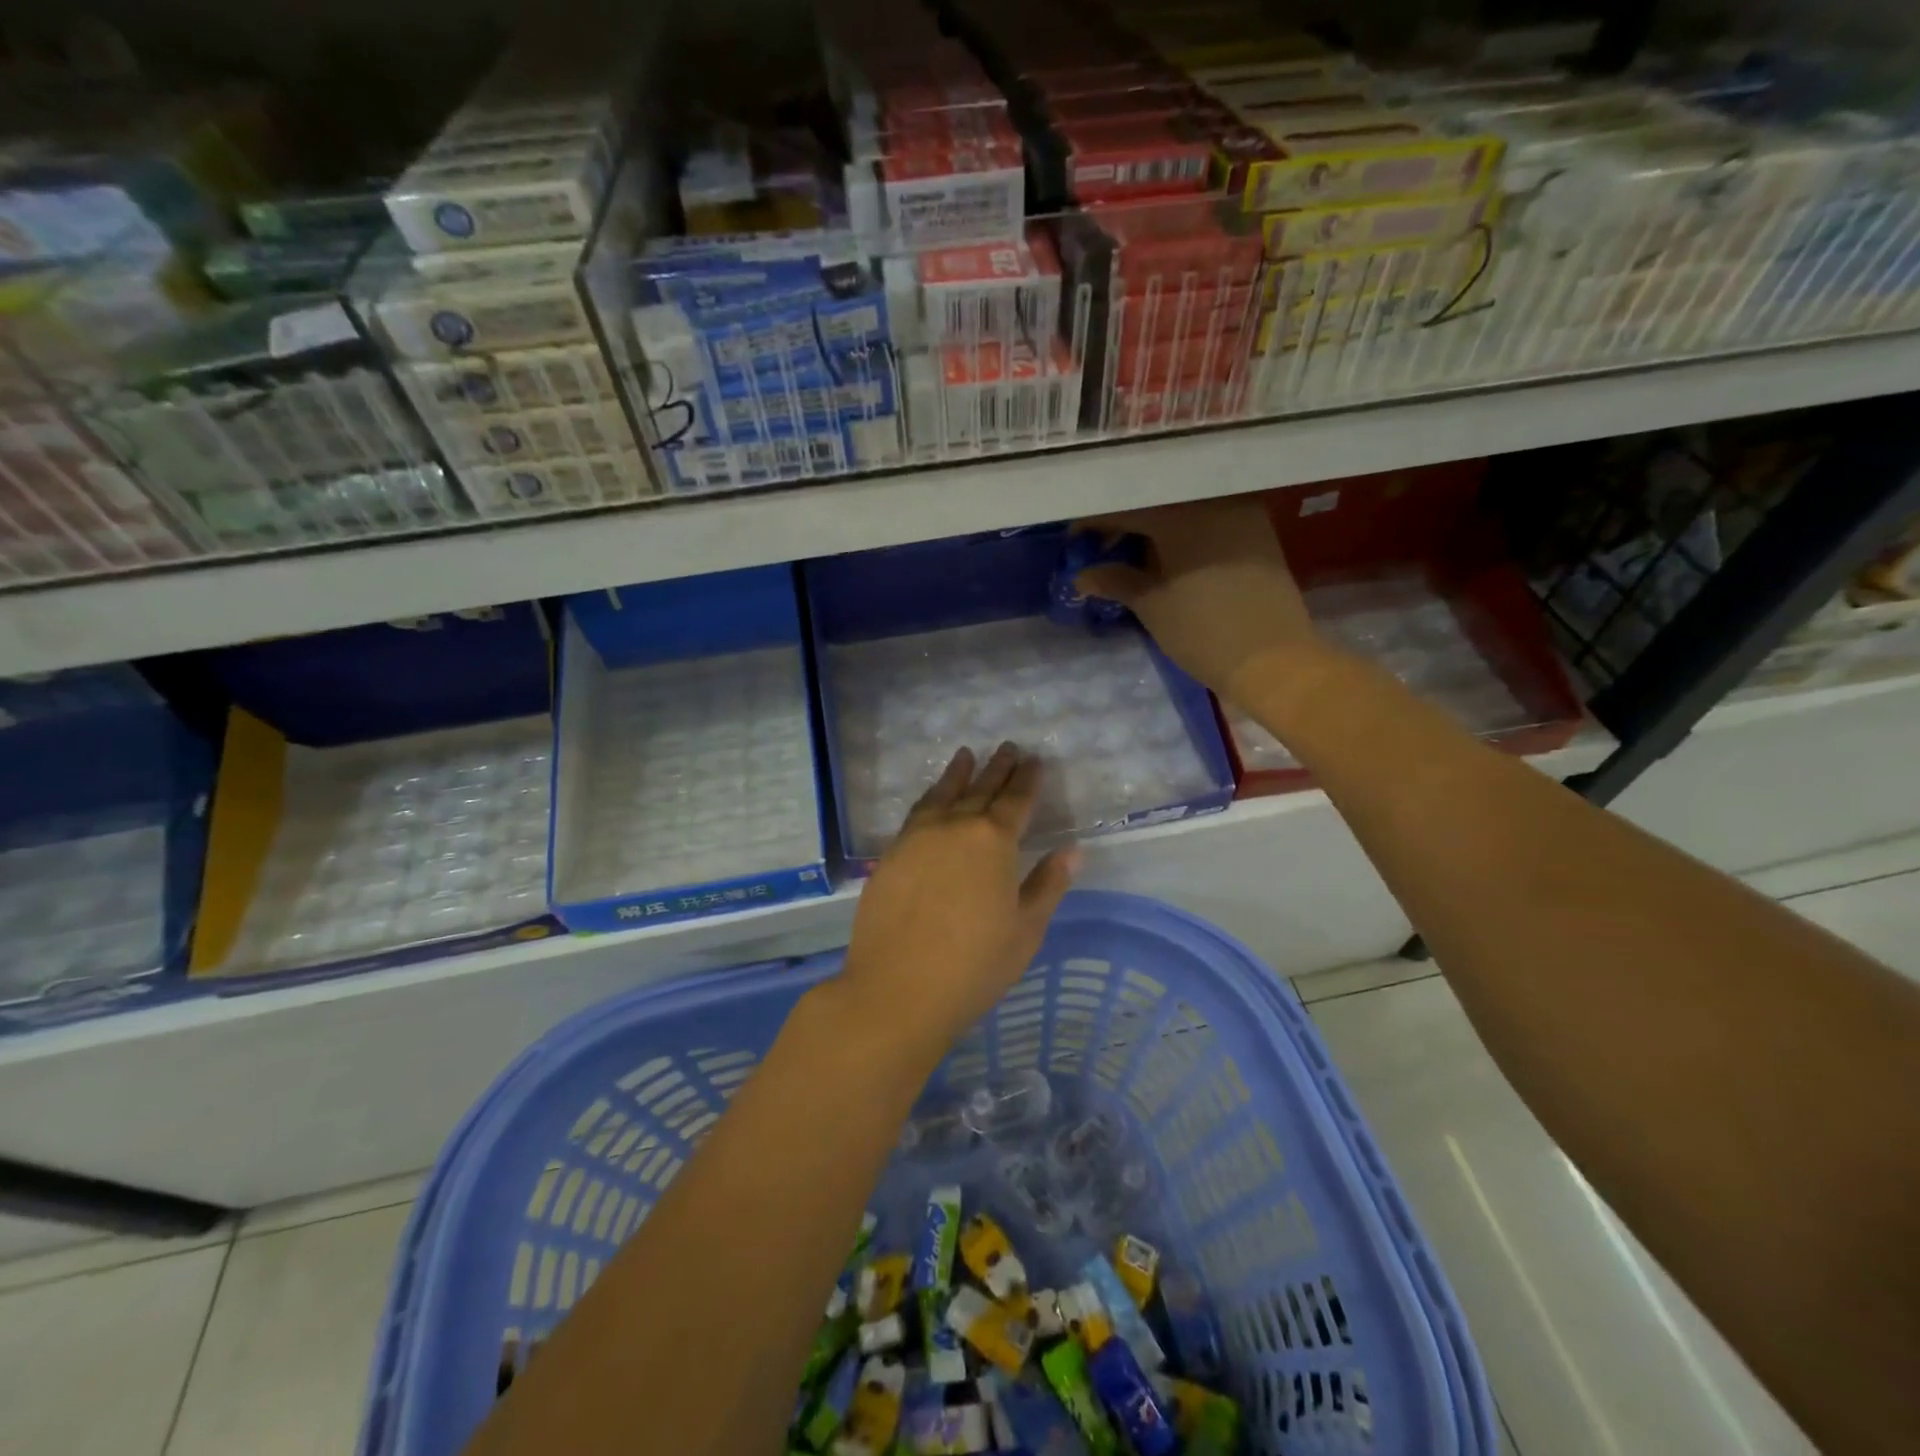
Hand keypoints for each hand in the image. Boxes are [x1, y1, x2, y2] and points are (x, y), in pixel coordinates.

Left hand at [840, 743, 1078, 1048]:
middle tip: (1008, 747)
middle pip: (980, 789)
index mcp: (994, 841)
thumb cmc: (974, 965)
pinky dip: (931, 796)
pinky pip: (917, 812)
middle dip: (997, 768)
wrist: (898, 989)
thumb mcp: (1025, 929)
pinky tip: (933, 796)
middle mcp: (955, 827)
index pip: (1016, 800)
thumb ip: (1047, 884)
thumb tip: (1072, 851)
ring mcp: (918, 837)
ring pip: (943, 794)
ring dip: (959, 773)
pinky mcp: (891, 853)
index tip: (1035, 761)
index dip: (1028, 780)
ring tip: (967, 755)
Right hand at [1073, 500, 1317, 702]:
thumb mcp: (1152, 606)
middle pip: (1156, 503)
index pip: (1125, 508)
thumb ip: (1115, 581)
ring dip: (1155, 529)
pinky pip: (1209, 521)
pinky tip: (1170, 558)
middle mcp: (1212, 501)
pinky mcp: (1258, 532)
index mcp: (1181, 514)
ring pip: (1184, 510)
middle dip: (1125, 524)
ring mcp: (1240, 513)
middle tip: (1101, 550)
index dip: (1094, 523)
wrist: (1274, 661)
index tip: (1074, 541)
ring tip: (1133, 557)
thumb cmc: (1203, 632)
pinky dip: (1184, 534)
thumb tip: (1082, 574)